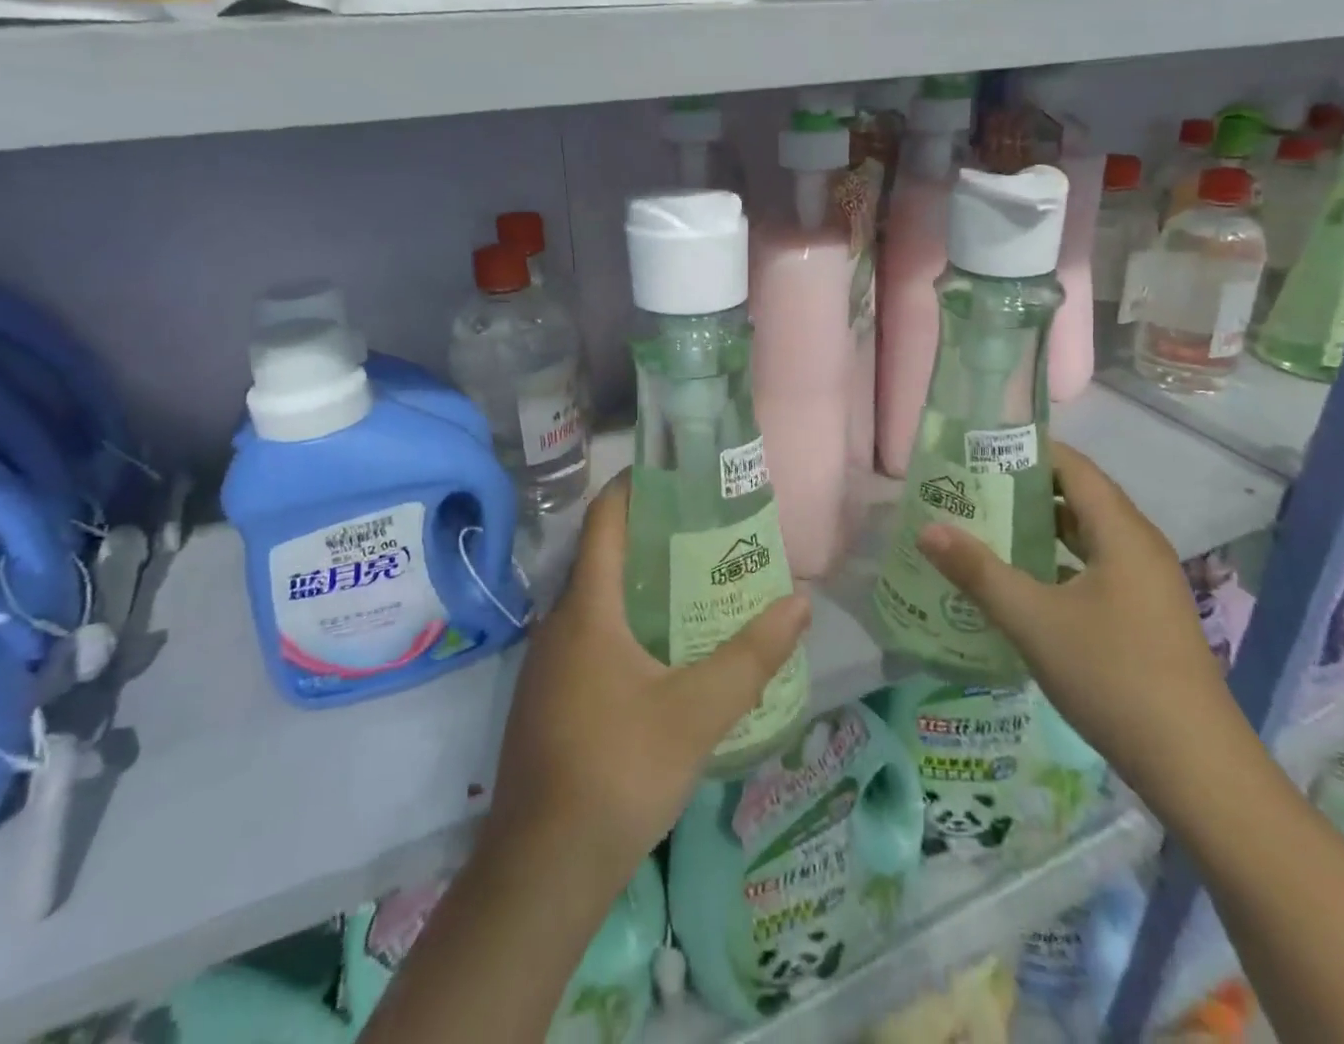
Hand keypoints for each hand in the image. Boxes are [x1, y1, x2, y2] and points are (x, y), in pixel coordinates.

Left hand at [482, 470, 811, 887]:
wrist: (542, 871)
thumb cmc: (619, 772)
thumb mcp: (697, 712)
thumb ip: (751, 657)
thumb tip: (801, 603)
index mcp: (587, 611)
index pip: (604, 521)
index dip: (633, 487)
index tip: (674, 472)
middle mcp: (559, 625)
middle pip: (604, 558)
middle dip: (652, 537)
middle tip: (707, 530)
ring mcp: (548, 664)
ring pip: (597, 601)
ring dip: (641, 584)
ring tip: (696, 582)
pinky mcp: (549, 698)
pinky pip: (590, 637)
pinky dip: (627, 623)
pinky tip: (665, 650)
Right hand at [915, 442, 1237, 791]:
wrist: (1196, 767)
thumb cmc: (1113, 676)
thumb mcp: (1033, 621)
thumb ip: (978, 572)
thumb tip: (928, 529)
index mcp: (1122, 533)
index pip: (1073, 466)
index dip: (1028, 451)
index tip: (979, 450)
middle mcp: (1140, 547)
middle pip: (1080, 497)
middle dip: (1026, 488)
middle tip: (972, 489)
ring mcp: (1147, 584)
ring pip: (1089, 536)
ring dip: (1041, 528)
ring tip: (988, 527)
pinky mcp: (1146, 616)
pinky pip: (1096, 567)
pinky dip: (1059, 561)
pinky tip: (1024, 583)